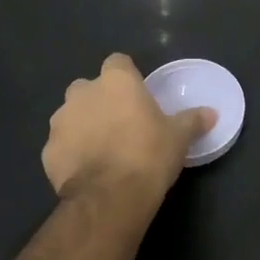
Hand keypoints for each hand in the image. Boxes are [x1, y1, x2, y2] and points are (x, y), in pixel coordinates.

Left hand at [43, 54, 214, 216]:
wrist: (110, 197)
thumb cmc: (149, 154)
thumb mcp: (179, 137)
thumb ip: (193, 120)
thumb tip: (211, 114)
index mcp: (116, 81)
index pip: (118, 62)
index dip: (127, 77)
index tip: (138, 95)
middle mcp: (83, 93)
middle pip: (89, 88)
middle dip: (101, 100)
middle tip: (121, 123)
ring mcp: (60, 122)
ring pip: (71, 116)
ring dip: (83, 125)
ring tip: (103, 150)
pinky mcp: (47, 152)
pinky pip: (62, 145)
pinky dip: (72, 153)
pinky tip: (89, 170)